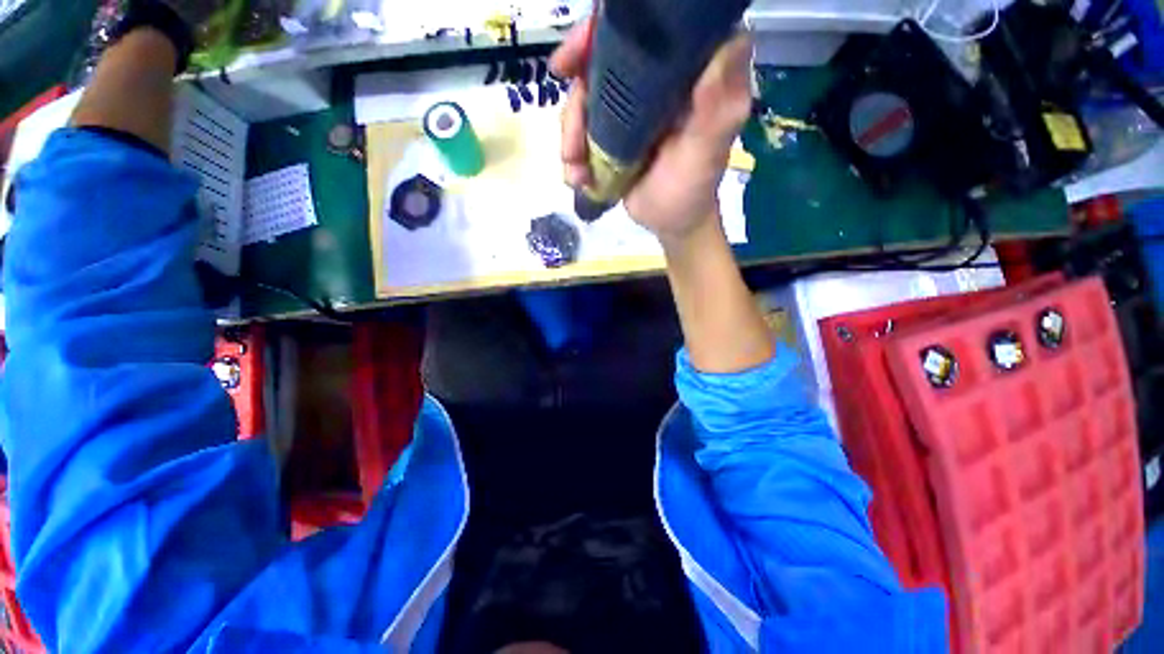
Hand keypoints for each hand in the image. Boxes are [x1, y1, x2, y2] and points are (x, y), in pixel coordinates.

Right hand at [551, 18, 753, 243]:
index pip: (640, 30)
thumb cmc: (692, 190)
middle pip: (599, 62)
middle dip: (576, 99)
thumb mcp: (707, 152)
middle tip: (570, 142)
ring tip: (577, 172)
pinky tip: (578, 177)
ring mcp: (630, 106)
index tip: (572, 60)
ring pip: (585, 99)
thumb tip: (731, 43)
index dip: (600, 35)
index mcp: (684, 71)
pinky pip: (582, 128)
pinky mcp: (613, 131)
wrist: (671, 222)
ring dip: (571, 136)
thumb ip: (716, 107)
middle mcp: (654, 79)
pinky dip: (573, 153)